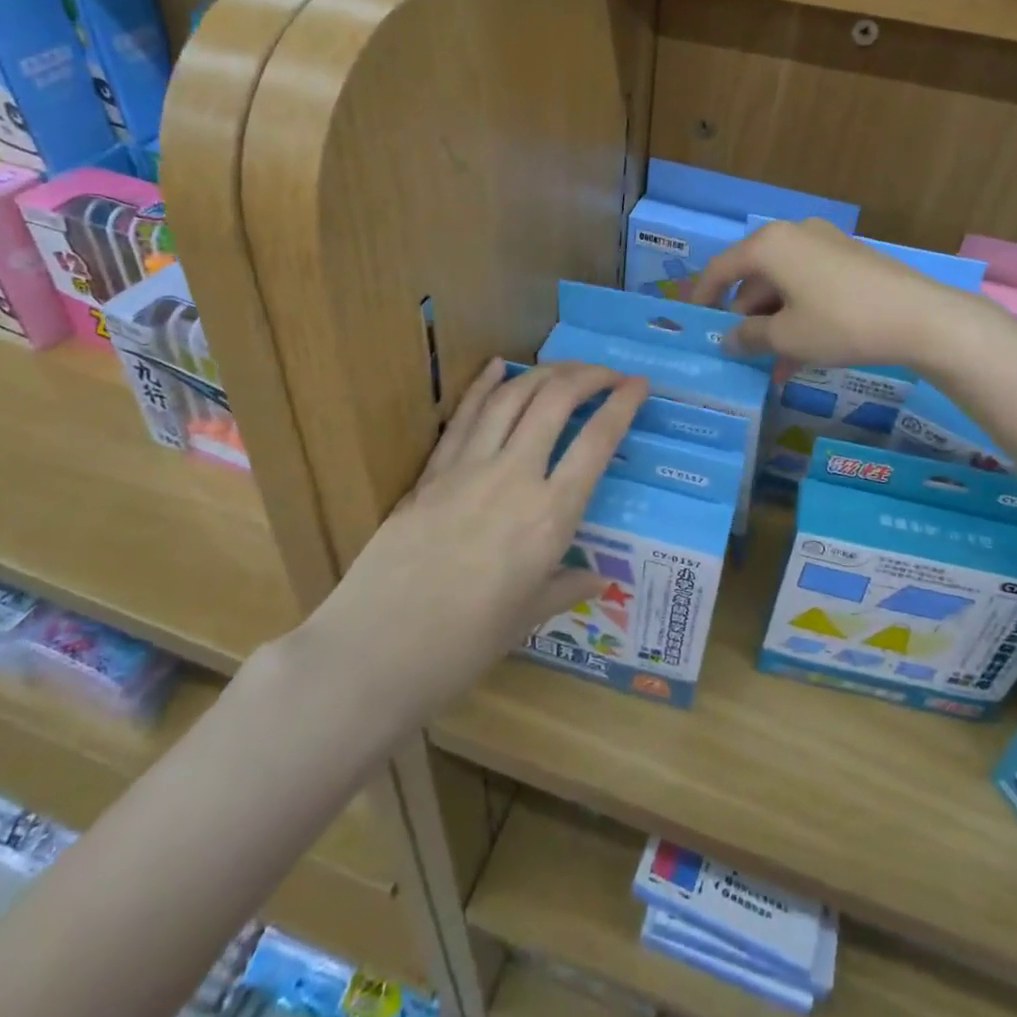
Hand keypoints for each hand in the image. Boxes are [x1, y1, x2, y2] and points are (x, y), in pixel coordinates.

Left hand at [302, 360, 645, 724]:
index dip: (623, 406)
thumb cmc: (464, 645)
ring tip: (566, 368)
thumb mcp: (527, 617)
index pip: (597, 443)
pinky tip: (498, 366)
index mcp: (551, 516)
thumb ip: (566, 587)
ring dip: (544, 373)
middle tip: (607, 373)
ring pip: (512, 398)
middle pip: (556, 402)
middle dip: (588, 376)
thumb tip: (597, 578)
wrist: (377, 649)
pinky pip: (464, 417)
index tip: (639, 385)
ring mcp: (469, 468)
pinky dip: (484, 385)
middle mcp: (515, 477)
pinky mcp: (432, 471)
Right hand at [691, 219, 962, 370]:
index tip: (694, 321)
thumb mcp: (787, 337)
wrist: (920, 317)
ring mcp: (826, 245)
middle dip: (746, 317)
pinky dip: (799, 315)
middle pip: (755, 277)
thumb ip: (749, 337)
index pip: (721, 268)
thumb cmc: (840, 323)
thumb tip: (728, 339)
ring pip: (784, 285)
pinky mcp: (850, 260)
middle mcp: (794, 235)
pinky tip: (802, 354)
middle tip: (740, 352)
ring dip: (774, 324)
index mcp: (770, 245)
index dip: (703, 296)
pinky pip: (810, 286)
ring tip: (773, 365)